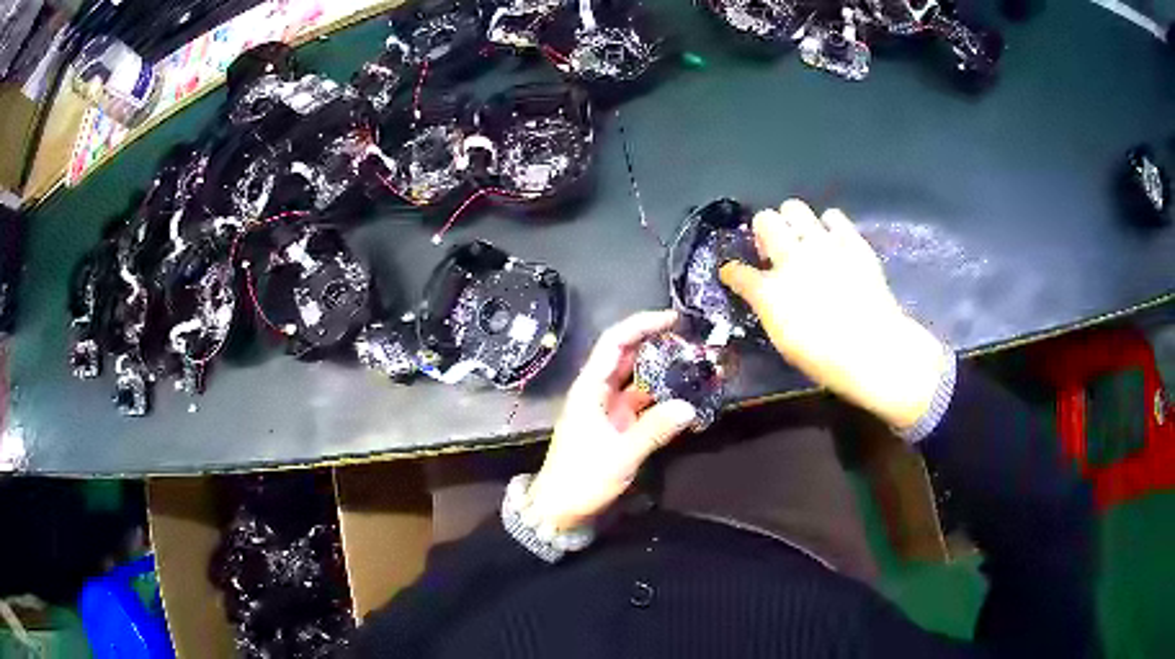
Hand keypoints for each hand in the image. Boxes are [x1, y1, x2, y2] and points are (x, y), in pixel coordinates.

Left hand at [527, 311, 697, 531]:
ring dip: (661, 371)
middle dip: (656, 344)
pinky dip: (660, 397)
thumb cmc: (581, 479)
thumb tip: (689, 407)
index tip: (672, 319)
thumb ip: (655, 430)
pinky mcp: (615, 426)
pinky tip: (682, 398)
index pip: (615, 342)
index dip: (641, 325)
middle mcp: (598, 392)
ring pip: (636, 379)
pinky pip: (640, 403)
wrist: (560, 509)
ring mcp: (607, 409)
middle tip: (691, 341)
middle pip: (627, 356)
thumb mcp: (621, 455)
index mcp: (590, 388)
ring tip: (693, 365)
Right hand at [720, 199, 948, 430]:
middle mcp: (791, 259)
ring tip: (802, 237)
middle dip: (763, 230)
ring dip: (793, 220)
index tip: (732, 274)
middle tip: (773, 248)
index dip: (732, 272)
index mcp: (769, 291)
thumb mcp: (785, 341)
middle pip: (765, 220)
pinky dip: (829, 225)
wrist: (872, 349)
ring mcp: (822, 246)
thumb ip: (771, 311)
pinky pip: (833, 216)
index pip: (738, 272)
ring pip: (795, 208)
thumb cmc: (824, 358)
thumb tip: (766, 296)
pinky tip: (832, 239)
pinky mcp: (851, 242)